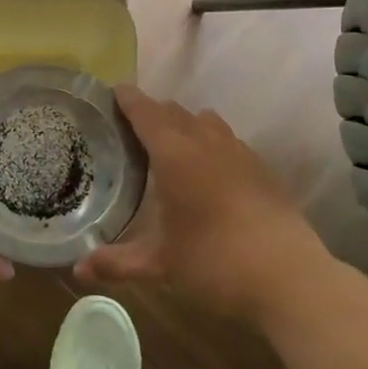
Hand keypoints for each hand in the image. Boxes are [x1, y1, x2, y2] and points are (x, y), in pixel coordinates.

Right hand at [75, 85, 340, 322]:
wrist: (290, 278)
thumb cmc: (215, 263)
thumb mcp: (160, 265)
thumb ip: (116, 263)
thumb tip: (77, 271)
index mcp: (175, 156)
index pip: (146, 113)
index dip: (128, 99)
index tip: (113, 90)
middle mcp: (206, 144)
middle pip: (175, 112)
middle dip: (152, 111)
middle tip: (131, 124)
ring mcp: (240, 153)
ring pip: (206, 121)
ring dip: (184, 123)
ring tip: (169, 142)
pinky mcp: (262, 169)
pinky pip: (228, 140)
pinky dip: (210, 141)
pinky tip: (208, 169)